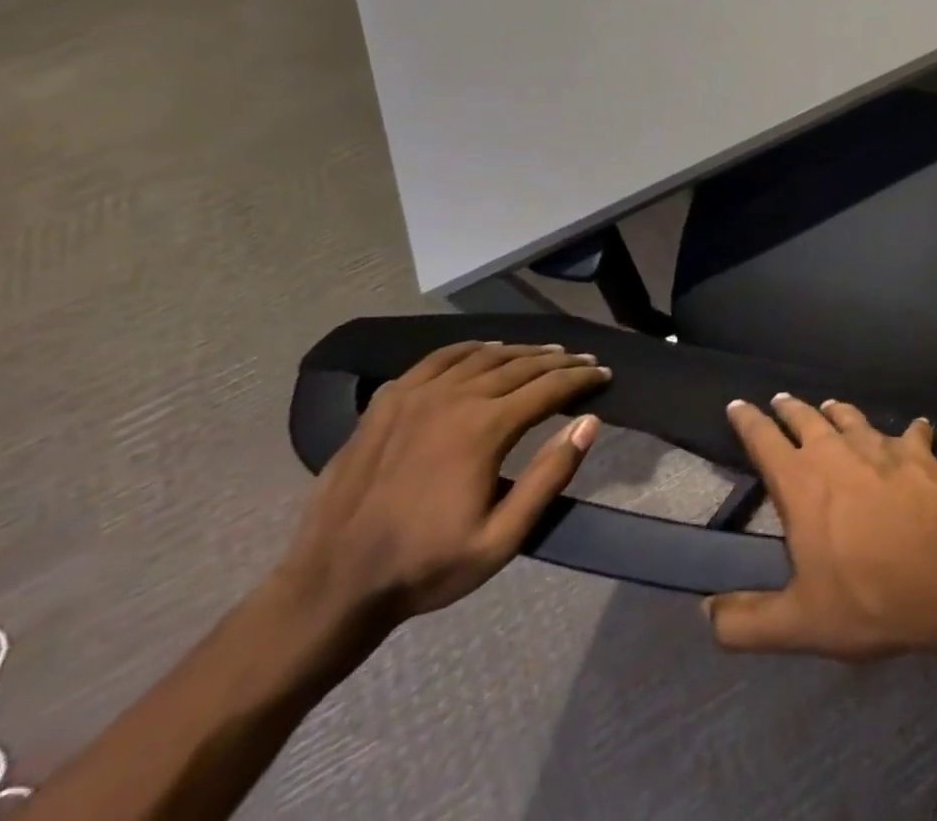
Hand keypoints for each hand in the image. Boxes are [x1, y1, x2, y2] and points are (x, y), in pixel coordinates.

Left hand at [277, 340, 610, 626]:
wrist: (331, 587)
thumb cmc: (426, 566)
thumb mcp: (502, 538)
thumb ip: (550, 476)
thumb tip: (589, 422)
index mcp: (485, 428)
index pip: (549, 387)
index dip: (582, 378)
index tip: (605, 374)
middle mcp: (455, 398)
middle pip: (520, 365)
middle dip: (559, 361)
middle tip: (584, 362)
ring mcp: (416, 396)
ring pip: (482, 357)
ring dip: (521, 352)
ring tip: (544, 354)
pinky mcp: (387, 403)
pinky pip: (437, 359)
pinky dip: (470, 349)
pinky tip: (485, 351)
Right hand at [705, 395, 936, 659]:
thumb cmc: (869, 597)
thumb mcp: (799, 624)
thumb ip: (746, 621)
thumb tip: (705, 613)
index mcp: (801, 483)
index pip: (763, 440)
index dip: (747, 421)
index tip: (736, 404)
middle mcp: (837, 451)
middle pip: (806, 418)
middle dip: (790, 408)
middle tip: (780, 399)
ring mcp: (881, 447)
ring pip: (852, 417)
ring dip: (838, 412)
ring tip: (830, 406)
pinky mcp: (919, 452)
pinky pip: (911, 432)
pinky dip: (910, 431)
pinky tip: (916, 429)